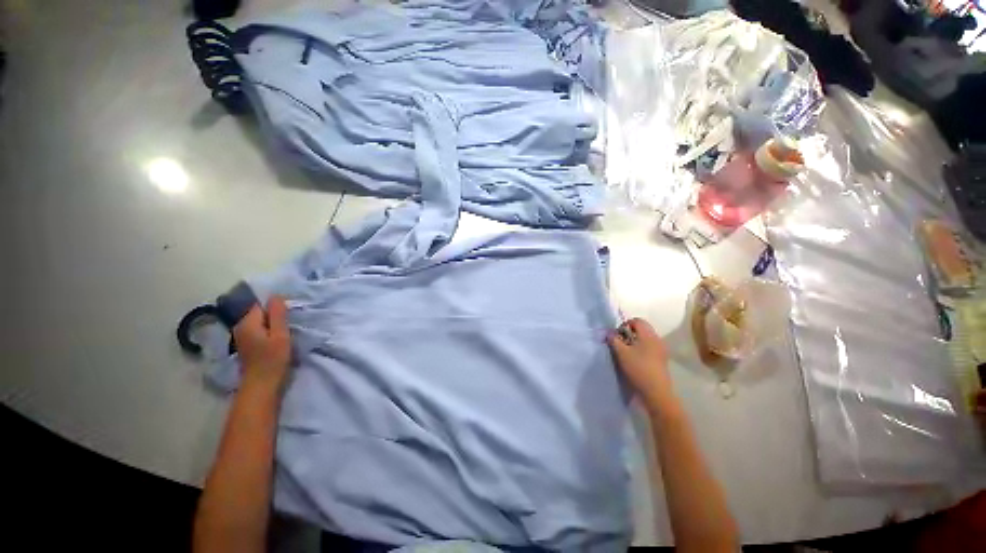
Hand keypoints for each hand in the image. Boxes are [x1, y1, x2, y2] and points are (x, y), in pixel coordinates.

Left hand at [233, 296, 291, 391]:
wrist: (261, 386)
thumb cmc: (273, 359)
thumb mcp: (280, 334)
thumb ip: (277, 314)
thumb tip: (275, 295)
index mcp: (247, 322)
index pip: (261, 304)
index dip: (276, 306)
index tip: (289, 313)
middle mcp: (240, 327)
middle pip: (259, 313)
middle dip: (274, 315)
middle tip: (290, 322)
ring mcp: (242, 337)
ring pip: (259, 322)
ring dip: (272, 324)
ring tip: (285, 330)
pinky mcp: (246, 345)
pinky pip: (258, 330)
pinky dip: (268, 331)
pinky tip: (277, 338)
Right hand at [607, 318, 677, 413]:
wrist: (656, 392)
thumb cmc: (638, 368)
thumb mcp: (621, 353)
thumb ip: (614, 339)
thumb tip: (609, 332)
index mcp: (649, 335)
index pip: (637, 321)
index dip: (625, 325)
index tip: (618, 335)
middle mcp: (657, 339)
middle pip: (642, 329)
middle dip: (629, 333)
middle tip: (620, 343)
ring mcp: (661, 350)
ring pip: (646, 339)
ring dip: (635, 342)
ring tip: (626, 353)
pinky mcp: (662, 360)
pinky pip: (650, 348)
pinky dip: (641, 349)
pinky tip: (635, 360)